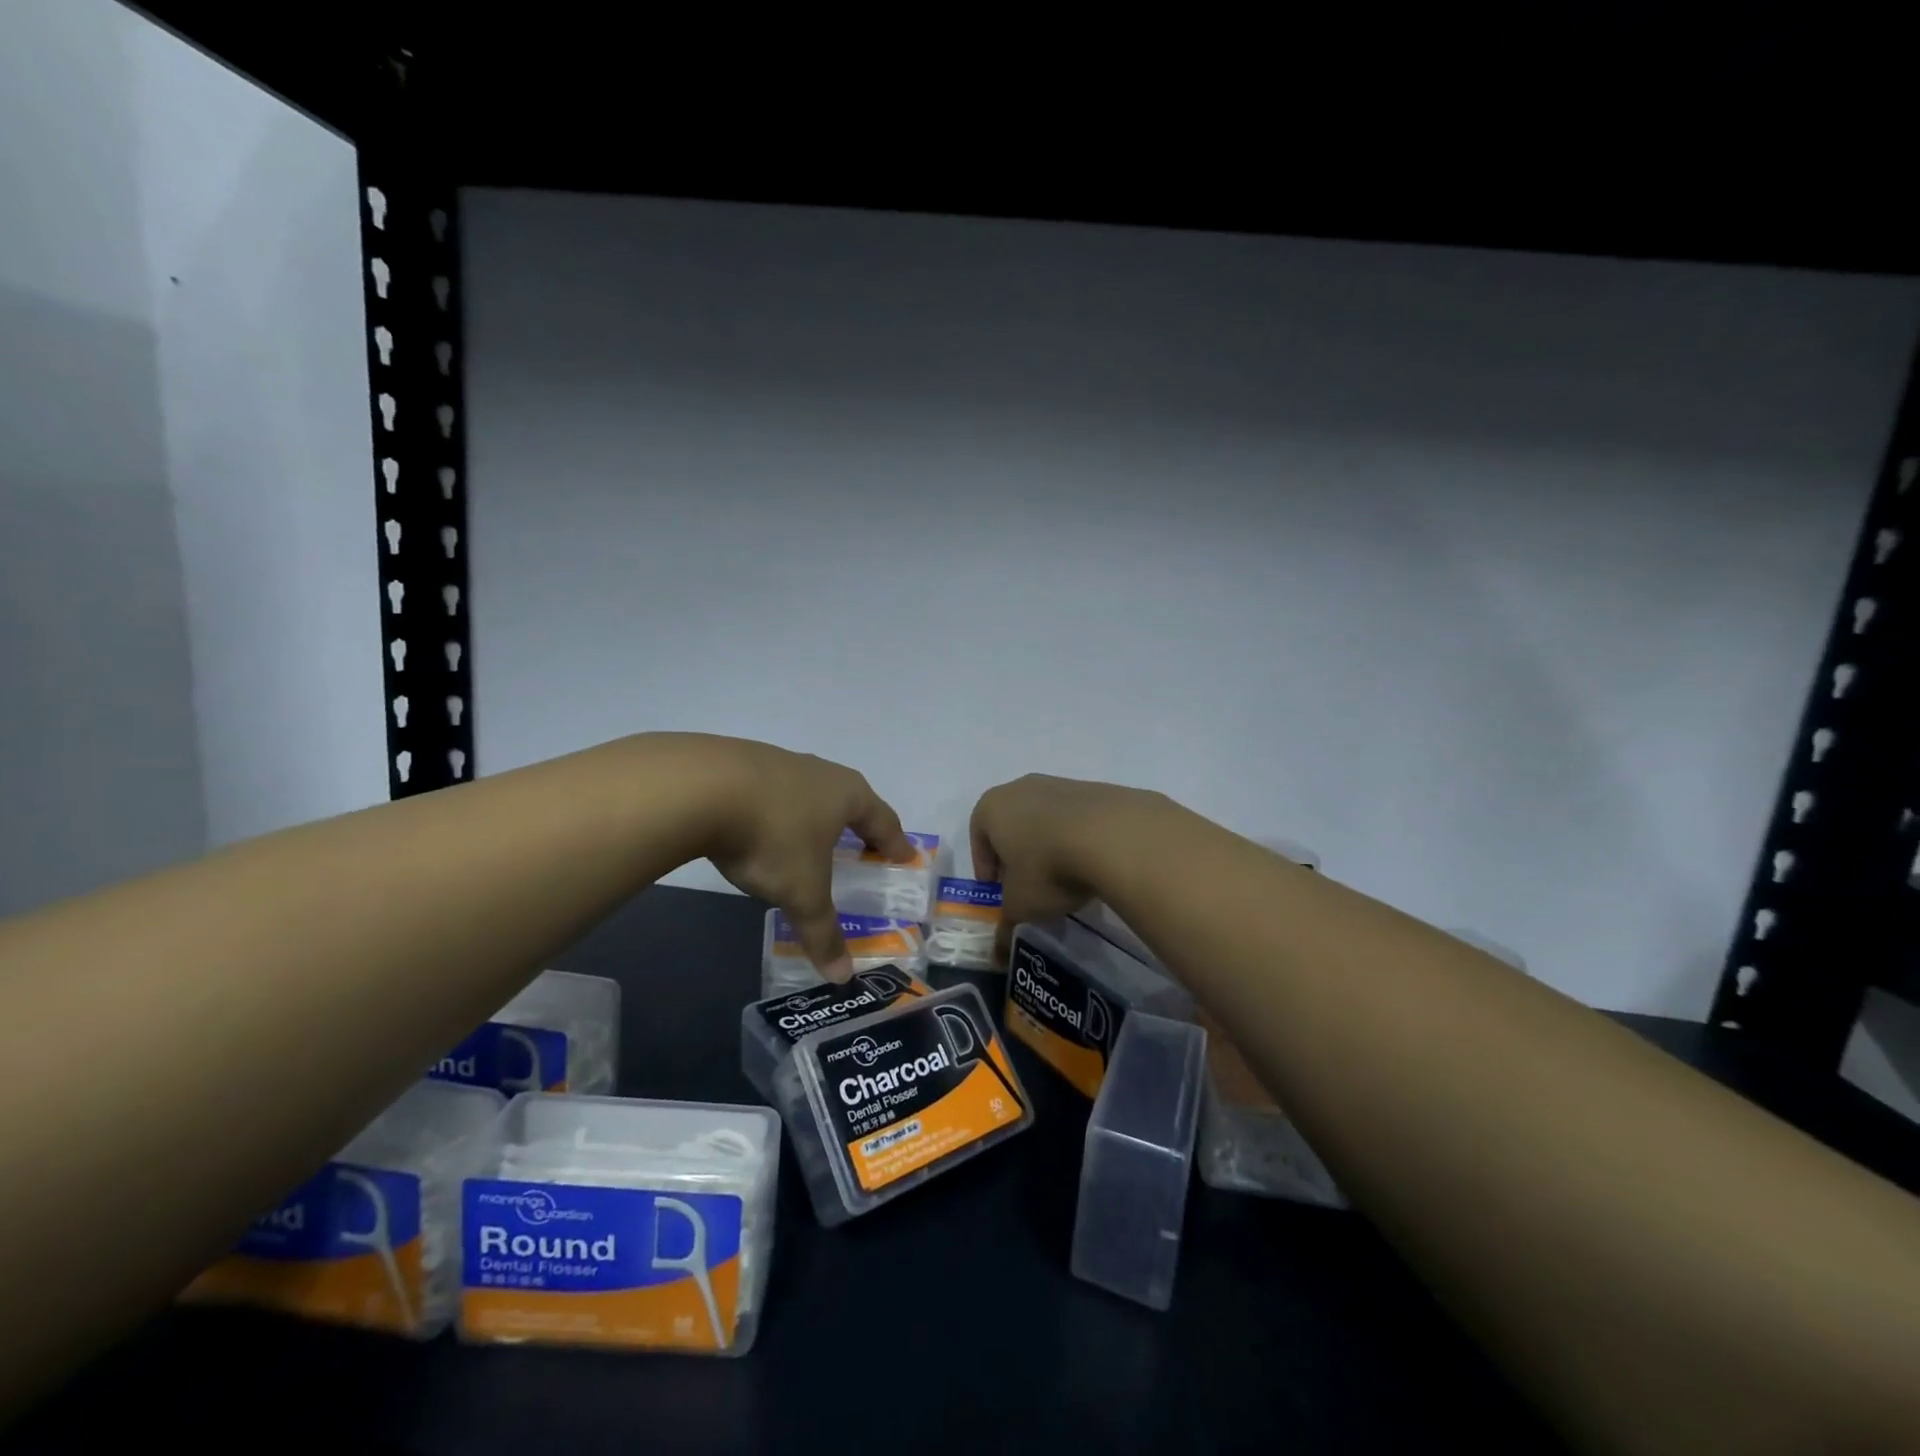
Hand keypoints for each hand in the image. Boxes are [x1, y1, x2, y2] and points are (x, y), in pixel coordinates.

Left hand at [694, 738, 913, 981]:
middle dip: (857, 824)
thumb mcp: (802, 892)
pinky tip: (761, 825)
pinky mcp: (741, 761)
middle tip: (863, 846)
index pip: (884, 820)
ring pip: (809, 791)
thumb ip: (823, 932)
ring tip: (810, 836)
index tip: (904, 856)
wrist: (700, 787)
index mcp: (848, 795)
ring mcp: (780, 762)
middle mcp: (821, 772)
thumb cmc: (772, 838)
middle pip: (850, 799)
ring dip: (814, 814)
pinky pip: (772, 790)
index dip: (894, 842)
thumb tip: (842, 978)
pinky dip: (777, 809)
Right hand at [970, 774, 1165, 956]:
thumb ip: (1005, 926)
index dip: (986, 867)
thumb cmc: (1047, 867)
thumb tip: (995, 954)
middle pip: (1011, 824)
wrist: (1113, 835)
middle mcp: (1021, 788)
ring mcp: (1060, 784)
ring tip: (1064, 878)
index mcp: (992, 807)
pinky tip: (1090, 864)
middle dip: (1017, 855)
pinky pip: (1077, 818)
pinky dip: (1077, 839)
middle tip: (1028, 886)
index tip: (999, 892)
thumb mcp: (1021, 906)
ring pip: (1045, 819)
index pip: (978, 836)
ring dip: (1048, 845)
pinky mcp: (1095, 789)